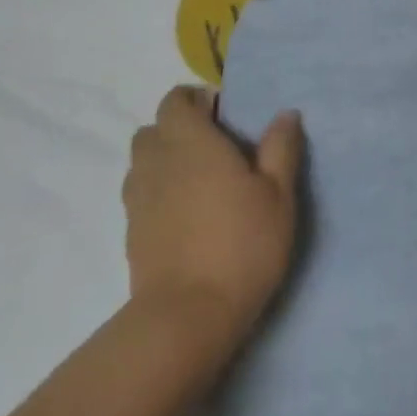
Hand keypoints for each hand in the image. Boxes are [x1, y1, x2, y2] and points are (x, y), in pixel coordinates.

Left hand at [124, 86, 303, 340]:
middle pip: (152, 130)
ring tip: (201, 181)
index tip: (224, 114)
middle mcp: (157, 163)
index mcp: (192, 143)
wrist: (188, 316)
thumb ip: (281, 149)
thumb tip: (285, 114)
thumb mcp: (278, 194)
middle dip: (177, 129)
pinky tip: (187, 214)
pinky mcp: (131, 233)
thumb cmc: (243, 244)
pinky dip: (158, 192)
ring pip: (142, 163)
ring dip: (164, 160)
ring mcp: (138, 200)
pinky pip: (140, 194)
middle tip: (215, 147)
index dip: (195, 100)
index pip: (175, 101)